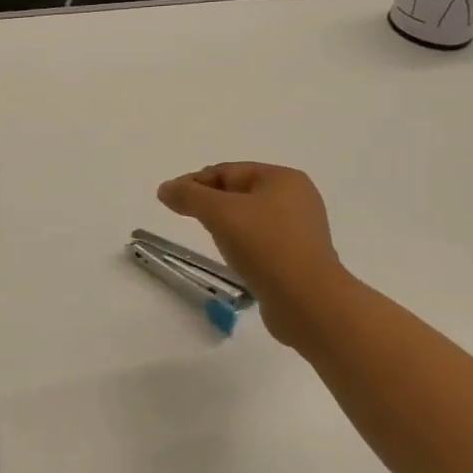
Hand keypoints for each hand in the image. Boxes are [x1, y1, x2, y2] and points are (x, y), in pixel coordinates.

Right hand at [157, 163, 351, 347]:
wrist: (307, 301)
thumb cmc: (265, 246)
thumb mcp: (220, 213)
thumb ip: (189, 196)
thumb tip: (165, 188)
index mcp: (283, 178)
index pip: (229, 171)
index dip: (195, 181)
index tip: (169, 198)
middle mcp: (297, 199)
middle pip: (241, 192)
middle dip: (211, 202)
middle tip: (186, 217)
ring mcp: (301, 230)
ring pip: (252, 219)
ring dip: (227, 225)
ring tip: (210, 240)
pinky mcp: (300, 259)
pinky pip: (263, 243)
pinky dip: (244, 245)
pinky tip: (234, 260)